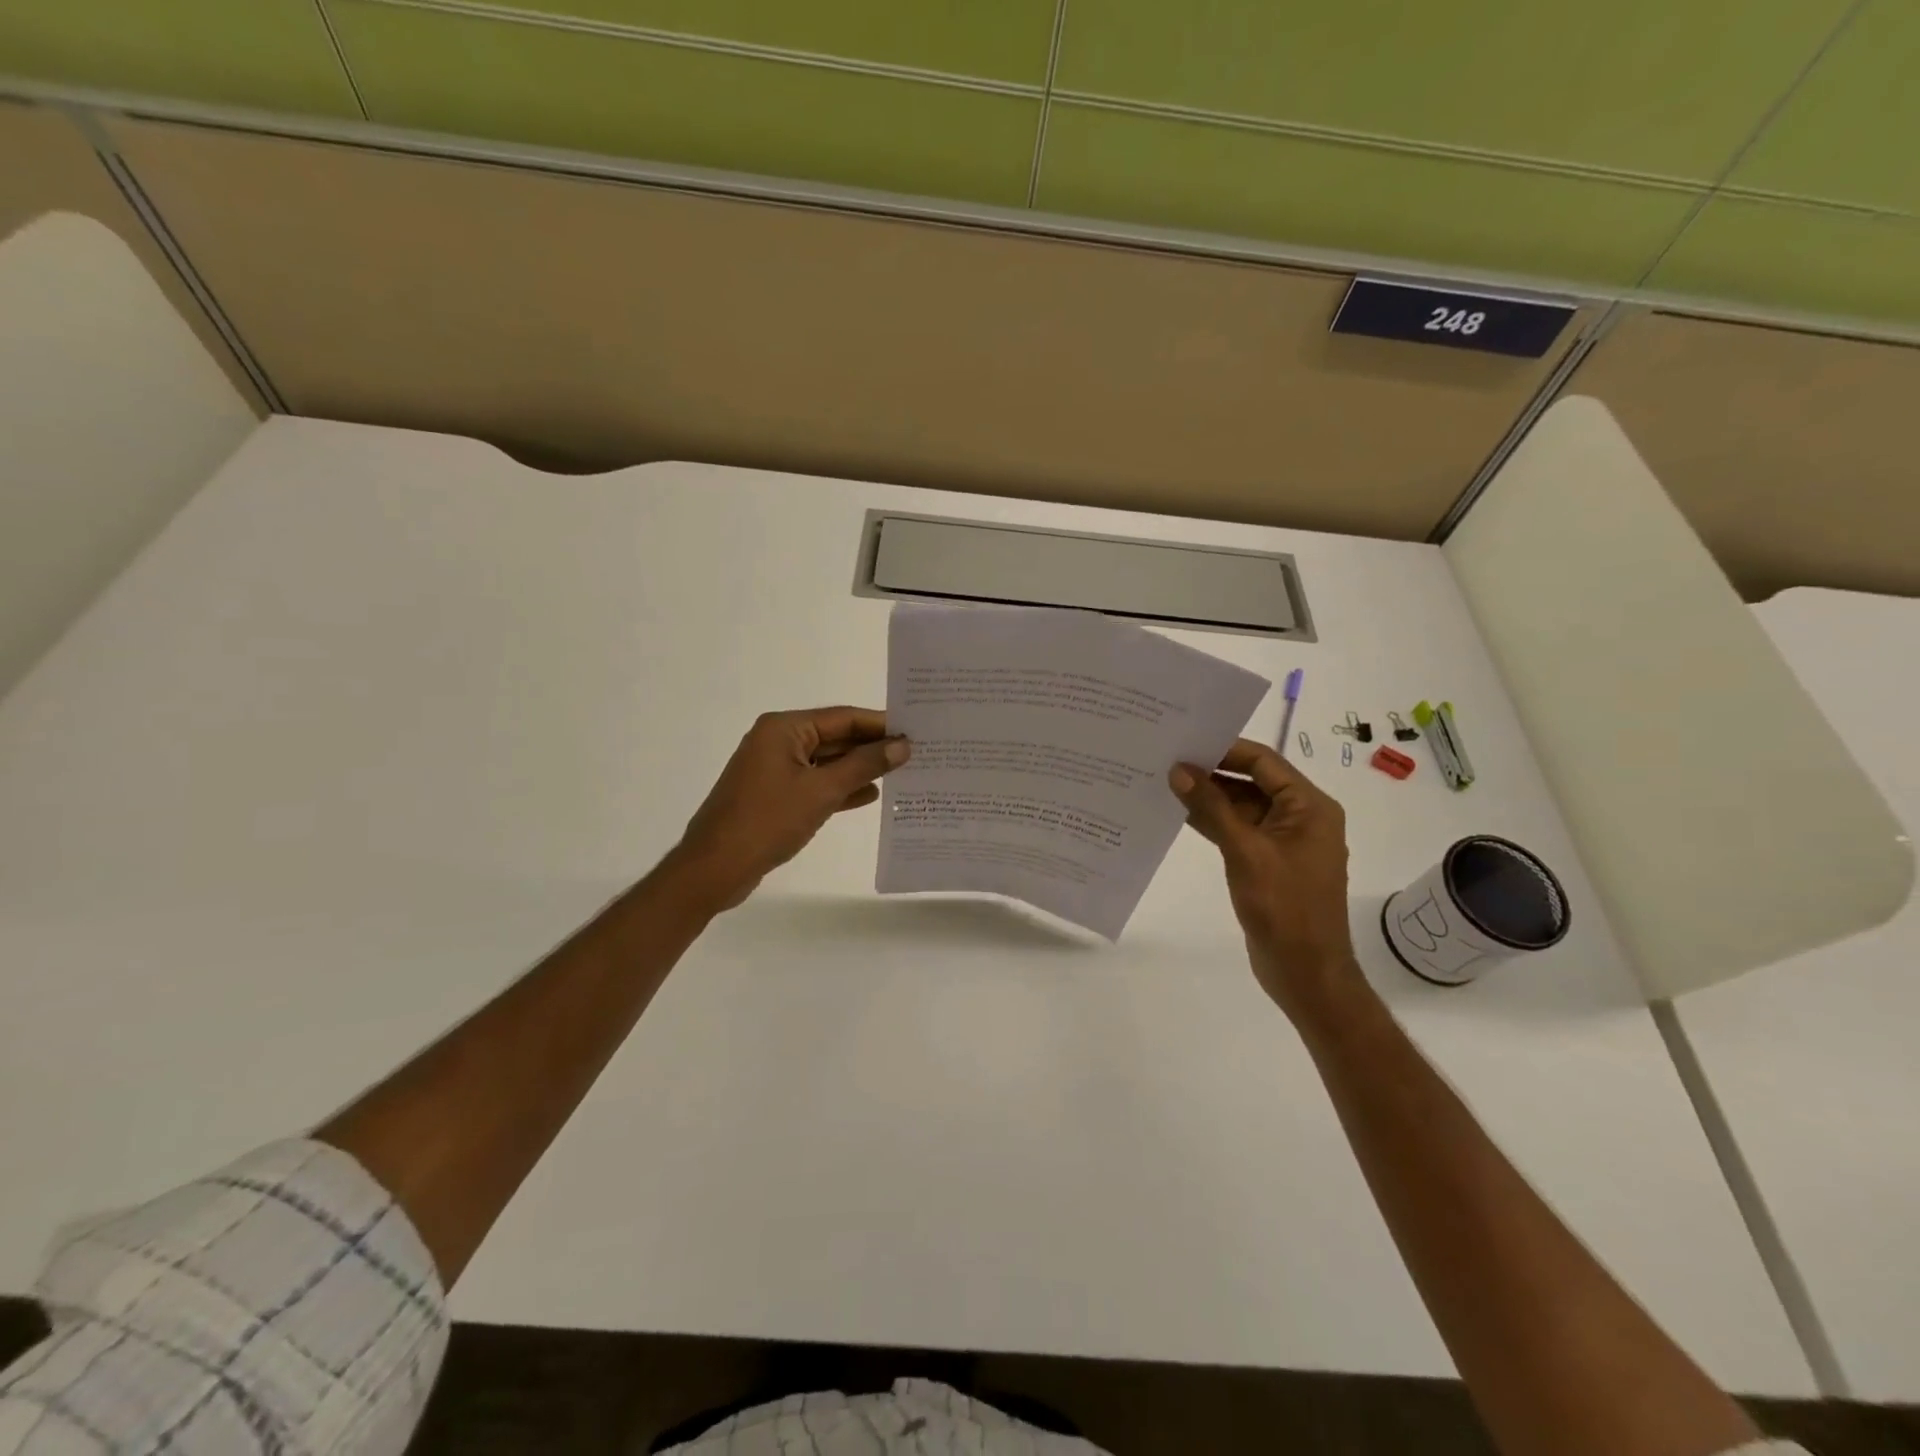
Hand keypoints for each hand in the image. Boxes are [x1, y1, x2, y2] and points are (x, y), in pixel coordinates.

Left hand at [669, 706, 909, 911]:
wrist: (715, 868)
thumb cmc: (768, 821)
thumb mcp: (822, 791)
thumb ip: (864, 765)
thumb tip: (902, 745)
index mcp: (784, 728)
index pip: (842, 717)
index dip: (880, 724)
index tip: (916, 729)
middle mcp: (778, 741)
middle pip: (835, 737)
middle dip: (872, 747)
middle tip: (916, 752)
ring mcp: (775, 769)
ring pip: (827, 762)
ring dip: (860, 769)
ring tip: (902, 773)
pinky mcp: (775, 795)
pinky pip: (816, 784)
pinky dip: (841, 789)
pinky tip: (870, 796)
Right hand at [1170, 738, 1363, 1020]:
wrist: (1305, 972)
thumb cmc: (1283, 907)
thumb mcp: (1245, 851)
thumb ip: (1212, 808)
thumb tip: (1179, 770)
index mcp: (1309, 807)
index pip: (1264, 761)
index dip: (1225, 750)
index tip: (1184, 743)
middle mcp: (1300, 817)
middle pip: (1252, 781)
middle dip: (1212, 773)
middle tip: (1167, 759)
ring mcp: (1284, 841)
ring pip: (1242, 806)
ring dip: (1209, 798)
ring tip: (1165, 783)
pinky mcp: (1268, 862)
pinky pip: (1238, 830)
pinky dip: (1213, 822)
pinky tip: (1180, 814)